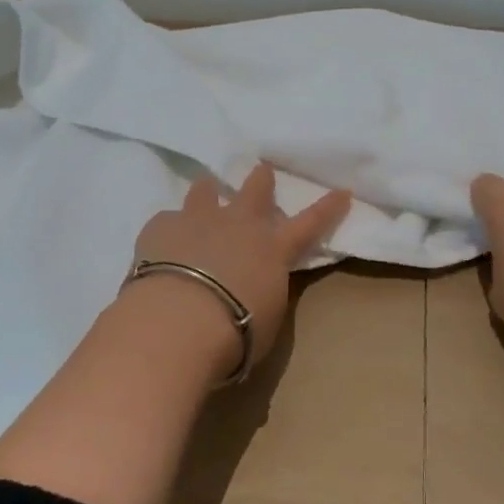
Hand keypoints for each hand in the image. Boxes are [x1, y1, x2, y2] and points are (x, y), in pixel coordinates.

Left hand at [130, 163, 351, 376]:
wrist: (180, 321)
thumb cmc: (235, 332)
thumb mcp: (266, 316)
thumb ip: (264, 291)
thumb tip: (255, 285)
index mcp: (273, 249)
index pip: (310, 223)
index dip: (328, 207)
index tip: (343, 190)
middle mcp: (240, 224)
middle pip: (256, 190)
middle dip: (261, 180)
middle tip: (261, 171)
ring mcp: (199, 219)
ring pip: (206, 191)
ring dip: (208, 192)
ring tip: (204, 193)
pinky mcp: (161, 226)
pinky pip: (167, 220)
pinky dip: (168, 230)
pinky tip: (160, 245)